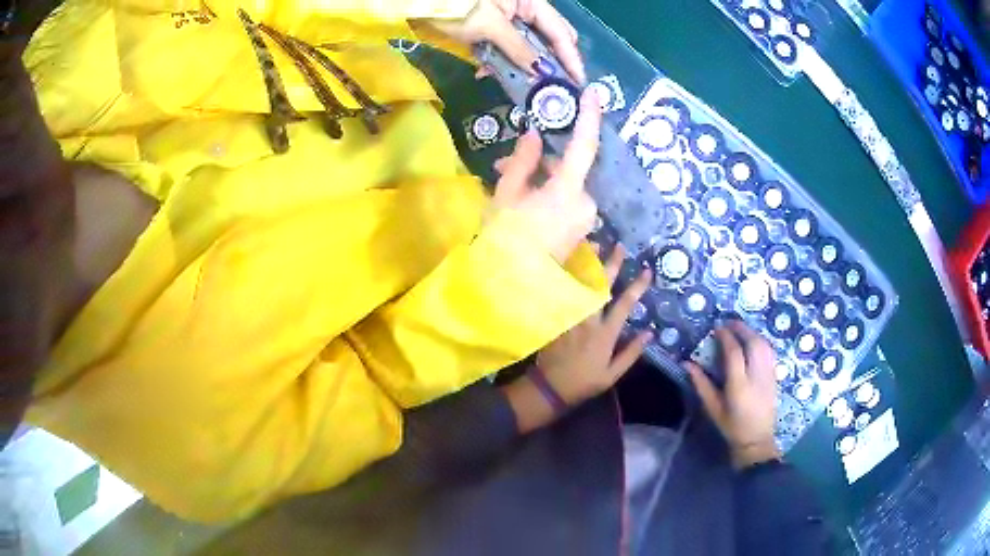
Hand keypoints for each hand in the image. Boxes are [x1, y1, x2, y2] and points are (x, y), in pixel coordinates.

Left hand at [423, 0, 585, 82]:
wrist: (423, 3)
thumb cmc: (460, 8)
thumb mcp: (490, 26)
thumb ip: (519, 48)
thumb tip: (543, 72)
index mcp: (532, 4)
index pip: (560, 33)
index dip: (570, 58)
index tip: (578, 83)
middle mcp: (525, 11)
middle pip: (548, 40)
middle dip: (550, 64)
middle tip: (553, 89)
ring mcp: (508, 21)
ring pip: (526, 47)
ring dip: (523, 66)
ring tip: (523, 87)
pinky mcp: (491, 30)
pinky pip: (504, 48)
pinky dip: (500, 61)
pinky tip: (489, 71)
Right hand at [490, 89, 600, 262]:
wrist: (511, 289)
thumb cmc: (504, 239)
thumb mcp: (506, 195)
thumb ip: (522, 160)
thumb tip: (536, 135)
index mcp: (568, 192)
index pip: (584, 147)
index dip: (589, 117)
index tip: (593, 93)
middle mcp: (586, 204)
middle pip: (569, 169)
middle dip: (540, 162)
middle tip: (504, 162)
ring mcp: (586, 220)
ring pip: (567, 186)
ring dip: (541, 179)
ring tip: (506, 184)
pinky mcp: (581, 232)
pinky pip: (568, 202)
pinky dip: (549, 195)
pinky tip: (524, 200)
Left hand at [537, 244, 652, 403]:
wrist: (549, 388)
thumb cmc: (584, 382)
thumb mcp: (613, 374)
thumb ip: (631, 353)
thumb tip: (649, 333)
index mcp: (605, 334)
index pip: (624, 305)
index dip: (637, 287)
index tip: (646, 271)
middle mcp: (588, 320)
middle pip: (600, 286)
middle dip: (611, 264)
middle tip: (618, 246)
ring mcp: (569, 317)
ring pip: (578, 284)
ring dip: (587, 263)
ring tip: (593, 244)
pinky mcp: (555, 318)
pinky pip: (561, 291)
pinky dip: (565, 274)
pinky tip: (569, 262)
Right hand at [686, 322, 780, 468]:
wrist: (756, 440)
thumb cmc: (731, 426)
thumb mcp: (713, 408)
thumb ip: (701, 384)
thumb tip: (687, 364)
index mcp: (739, 386)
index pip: (734, 353)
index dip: (726, 337)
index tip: (717, 329)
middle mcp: (756, 377)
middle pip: (753, 343)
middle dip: (741, 329)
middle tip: (729, 323)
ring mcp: (768, 375)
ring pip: (764, 345)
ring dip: (752, 333)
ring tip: (740, 329)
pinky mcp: (775, 376)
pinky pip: (770, 351)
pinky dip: (760, 341)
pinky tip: (753, 341)